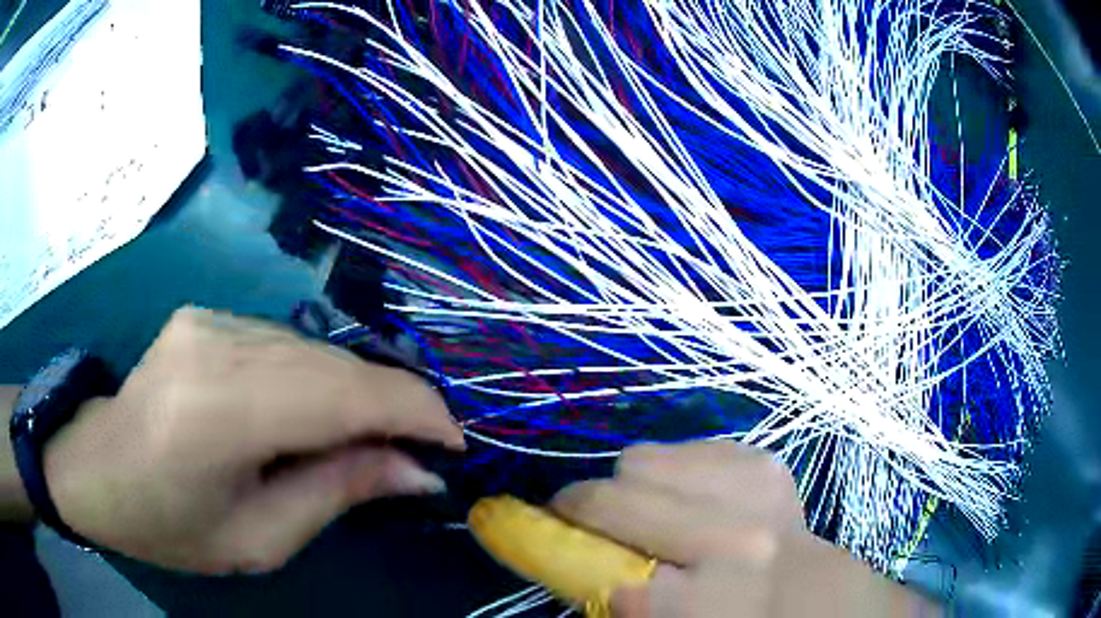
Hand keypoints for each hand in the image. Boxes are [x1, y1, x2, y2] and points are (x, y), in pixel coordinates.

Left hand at [42, 307, 463, 573]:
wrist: (96, 469)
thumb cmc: (169, 525)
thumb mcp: (258, 539)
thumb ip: (337, 494)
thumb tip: (416, 472)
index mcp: (217, 413)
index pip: (341, 395)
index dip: (413, 412)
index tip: (456, 442)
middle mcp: (215, 345)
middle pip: (333, 364)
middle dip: (393, 405)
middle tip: (421, 450)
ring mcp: (209, 318)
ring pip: (314, 348)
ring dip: (356, 393)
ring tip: (370, 439)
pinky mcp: (207, 314)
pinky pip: (285, 343)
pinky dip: (317, 379)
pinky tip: (313, 413)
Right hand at [549, 441, 938, 616]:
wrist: (808, 587)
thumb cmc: (730, 617)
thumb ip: (621, 603)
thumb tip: (581, 562)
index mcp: (707, 601)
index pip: (606, 570)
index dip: (558, 548)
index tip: (533, 533)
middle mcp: (735, 539)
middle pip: (617, 496)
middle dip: (582, 505)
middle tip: (577, 515)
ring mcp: (754, 489)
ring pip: (644, 457)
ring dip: (631, 485)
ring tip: (649, 509)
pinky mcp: (763, 461)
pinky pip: (684, 446)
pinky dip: (671, 470)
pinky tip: (690, 497)